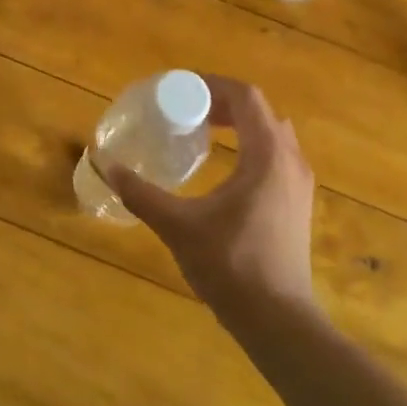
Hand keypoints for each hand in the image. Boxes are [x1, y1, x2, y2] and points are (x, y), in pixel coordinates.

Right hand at [105, 76, 316, 326]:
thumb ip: (141, 194)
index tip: (181, 90)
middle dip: (223, 103)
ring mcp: (299, 184)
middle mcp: (291, 161)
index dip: (213, 86)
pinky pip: (276, 157)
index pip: (246, 98)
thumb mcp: (178, 226)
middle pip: (260, 112)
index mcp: (267, 156)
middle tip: (186, 110)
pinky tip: (224, 169)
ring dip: (239, 125)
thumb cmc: (231, 266)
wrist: (278, 320)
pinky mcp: (297, 205)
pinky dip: (250, 147)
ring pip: (272, 135)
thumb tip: (107, 166)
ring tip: (203, 132)